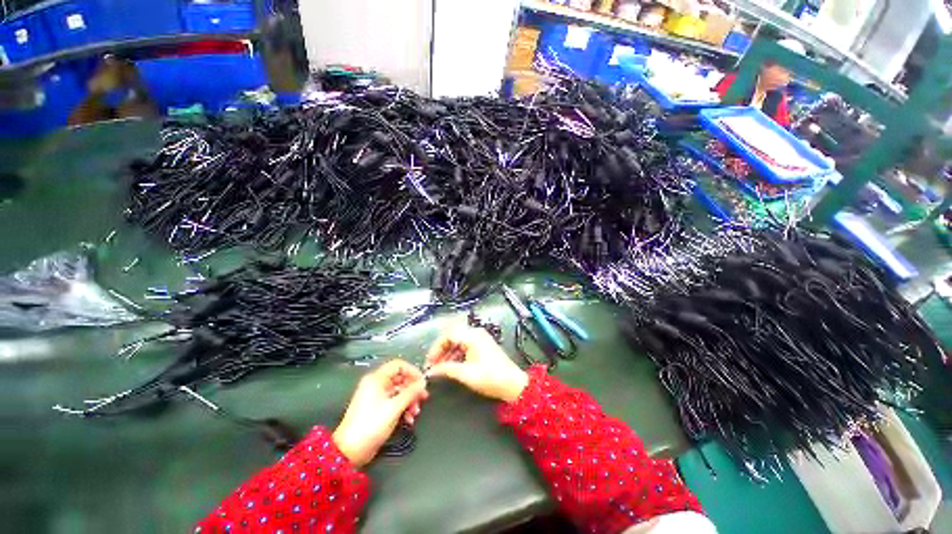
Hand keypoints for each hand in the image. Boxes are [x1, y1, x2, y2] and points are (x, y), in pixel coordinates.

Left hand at [333, 359, 427, 467]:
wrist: (350, 451)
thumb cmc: (371, 425)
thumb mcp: (395, 407)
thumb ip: (411, 393)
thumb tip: (423, 383)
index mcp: (377, 379)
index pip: (399, 365)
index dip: (412, 371)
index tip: (422, 382)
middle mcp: (376, 384)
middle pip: (400, 378)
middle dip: (412, 389)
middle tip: (422, 398)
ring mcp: (376, 396)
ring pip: (398, 391)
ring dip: (409, 400)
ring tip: (415, 413)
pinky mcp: (377, 408)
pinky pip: (394, 401)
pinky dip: (402, 408)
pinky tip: (408, 419)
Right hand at [425, 326, 528, 402]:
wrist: (513, 384)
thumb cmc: (490, 377)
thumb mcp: (465, 374)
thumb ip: (446, 369)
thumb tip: (431, 371)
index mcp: (472, 336)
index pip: (448, 335)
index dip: (436, 348)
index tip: (430, 362)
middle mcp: (476, 333)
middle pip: (452, 337)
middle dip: (441, 350)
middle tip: (433, 365)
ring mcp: (481, 339)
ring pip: (458, 342)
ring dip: (448, 353)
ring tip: (441, 368)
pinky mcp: (483, 346)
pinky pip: (465, 346)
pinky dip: (457, 355)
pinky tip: (452, 367)